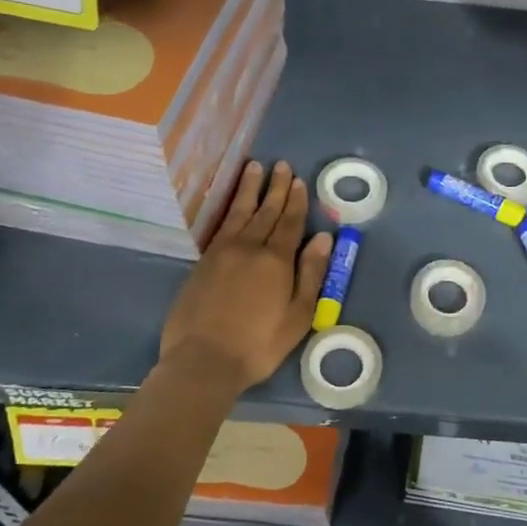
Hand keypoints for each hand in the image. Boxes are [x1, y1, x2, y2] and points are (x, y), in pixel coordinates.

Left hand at [159, 161, 333, 391]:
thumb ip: (311, 274)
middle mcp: (250, 247)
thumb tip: (323, 238)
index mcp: (277, 260)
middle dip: (276, 188)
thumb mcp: (298, 315)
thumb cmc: (259, 344)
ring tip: (255, 167)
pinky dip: (229, 208)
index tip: (300, 181)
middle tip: (282, 165)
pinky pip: (220, 225)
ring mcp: (222, 252)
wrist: (204, 360)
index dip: (296, 201)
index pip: (290, 223)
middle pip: (266, 211)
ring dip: (250, 189)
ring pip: (240, 212)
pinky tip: (232, 203)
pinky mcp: (203, 262)